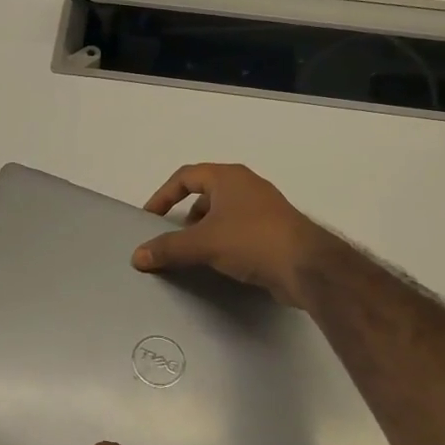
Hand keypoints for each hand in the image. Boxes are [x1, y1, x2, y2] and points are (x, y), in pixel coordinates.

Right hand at [131, 163, 333, 308]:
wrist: (308, 267)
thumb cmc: (252, 241)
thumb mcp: (203, 243)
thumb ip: (168, 249)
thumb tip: (137, 256)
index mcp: (228, 177)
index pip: (186, 177)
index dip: (163, 195)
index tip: (150, 217)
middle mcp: (247, 186)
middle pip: (205, 193)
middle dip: (185, 214)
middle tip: (173, 236)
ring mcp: (264, 208)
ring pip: (224, 212)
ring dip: (205, 229)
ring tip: (194, 252)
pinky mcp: (275, 231)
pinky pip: (239, 229)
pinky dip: (224, 240)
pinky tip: (220, 262)